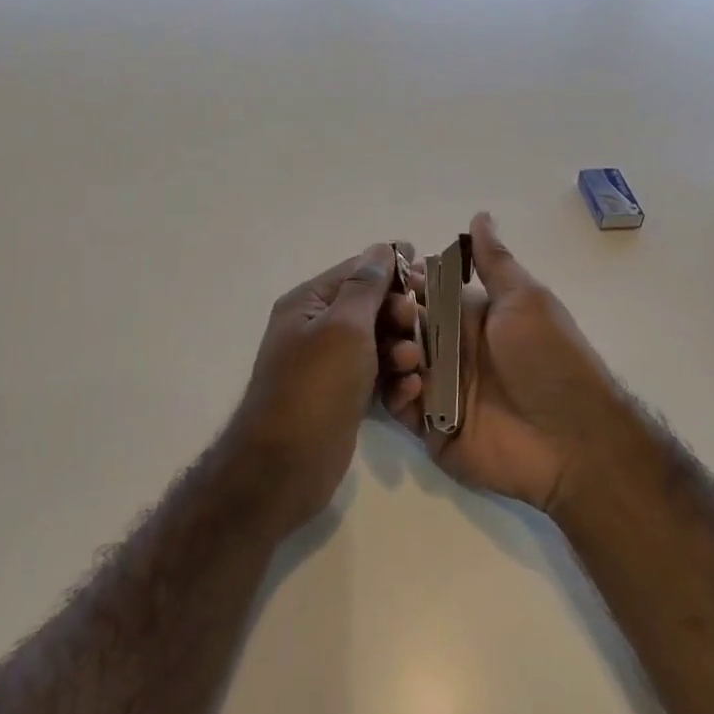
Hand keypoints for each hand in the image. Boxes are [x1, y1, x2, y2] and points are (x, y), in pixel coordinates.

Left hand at [227, 243, 425, 531]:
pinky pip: (377, 375)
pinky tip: (408, 391)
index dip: (392, 270)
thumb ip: (366, 285)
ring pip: (379, 343)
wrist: (286, 465)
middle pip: (371, 306)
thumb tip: (381, 248)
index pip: (357, 271)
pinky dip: (394, 380)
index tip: (427, 276)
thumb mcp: (344, 325)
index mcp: (309, 302)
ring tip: (411, 365)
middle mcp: (317, 328)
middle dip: (400, 314)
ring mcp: (329, 365)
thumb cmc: (315, 385)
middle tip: (417, 325)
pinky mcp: (343, 396)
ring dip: (402, 349)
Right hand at [395, 214, 639, 515]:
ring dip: (391, 353)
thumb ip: (494, 262)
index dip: (403, 283)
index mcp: (468, 318)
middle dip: (389, 317)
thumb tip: (480, 215)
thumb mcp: (526, 300)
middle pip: (401, 327)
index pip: (423, 293)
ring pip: (392, 363)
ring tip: (411, 357)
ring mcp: (438, 389)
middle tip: (396, 317)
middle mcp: (449, 350)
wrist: (573, 440)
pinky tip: (415, 386)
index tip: (383, 273)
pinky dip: (396, 392)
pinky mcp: (430, 426)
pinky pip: (398, 405)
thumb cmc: (549, 360)